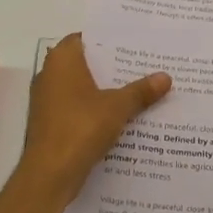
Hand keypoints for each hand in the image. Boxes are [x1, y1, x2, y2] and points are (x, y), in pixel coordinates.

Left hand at [17, 33, 170, 201]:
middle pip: (85, 63)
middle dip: (112, 66)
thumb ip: (141, 91)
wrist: (49, 174)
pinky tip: (122, 116)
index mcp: (62, 61)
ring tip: (139, 89)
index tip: (133, 42)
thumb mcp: (118, 107)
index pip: (85, 38)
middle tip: (144, 65)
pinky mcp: (50, 123)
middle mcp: (49, 75)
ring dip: (105, 90)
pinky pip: (77, 108)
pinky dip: (96, 109)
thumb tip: (165, 77)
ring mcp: (47, 101)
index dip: (108, 40)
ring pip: (82, 87)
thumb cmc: (80, 128)